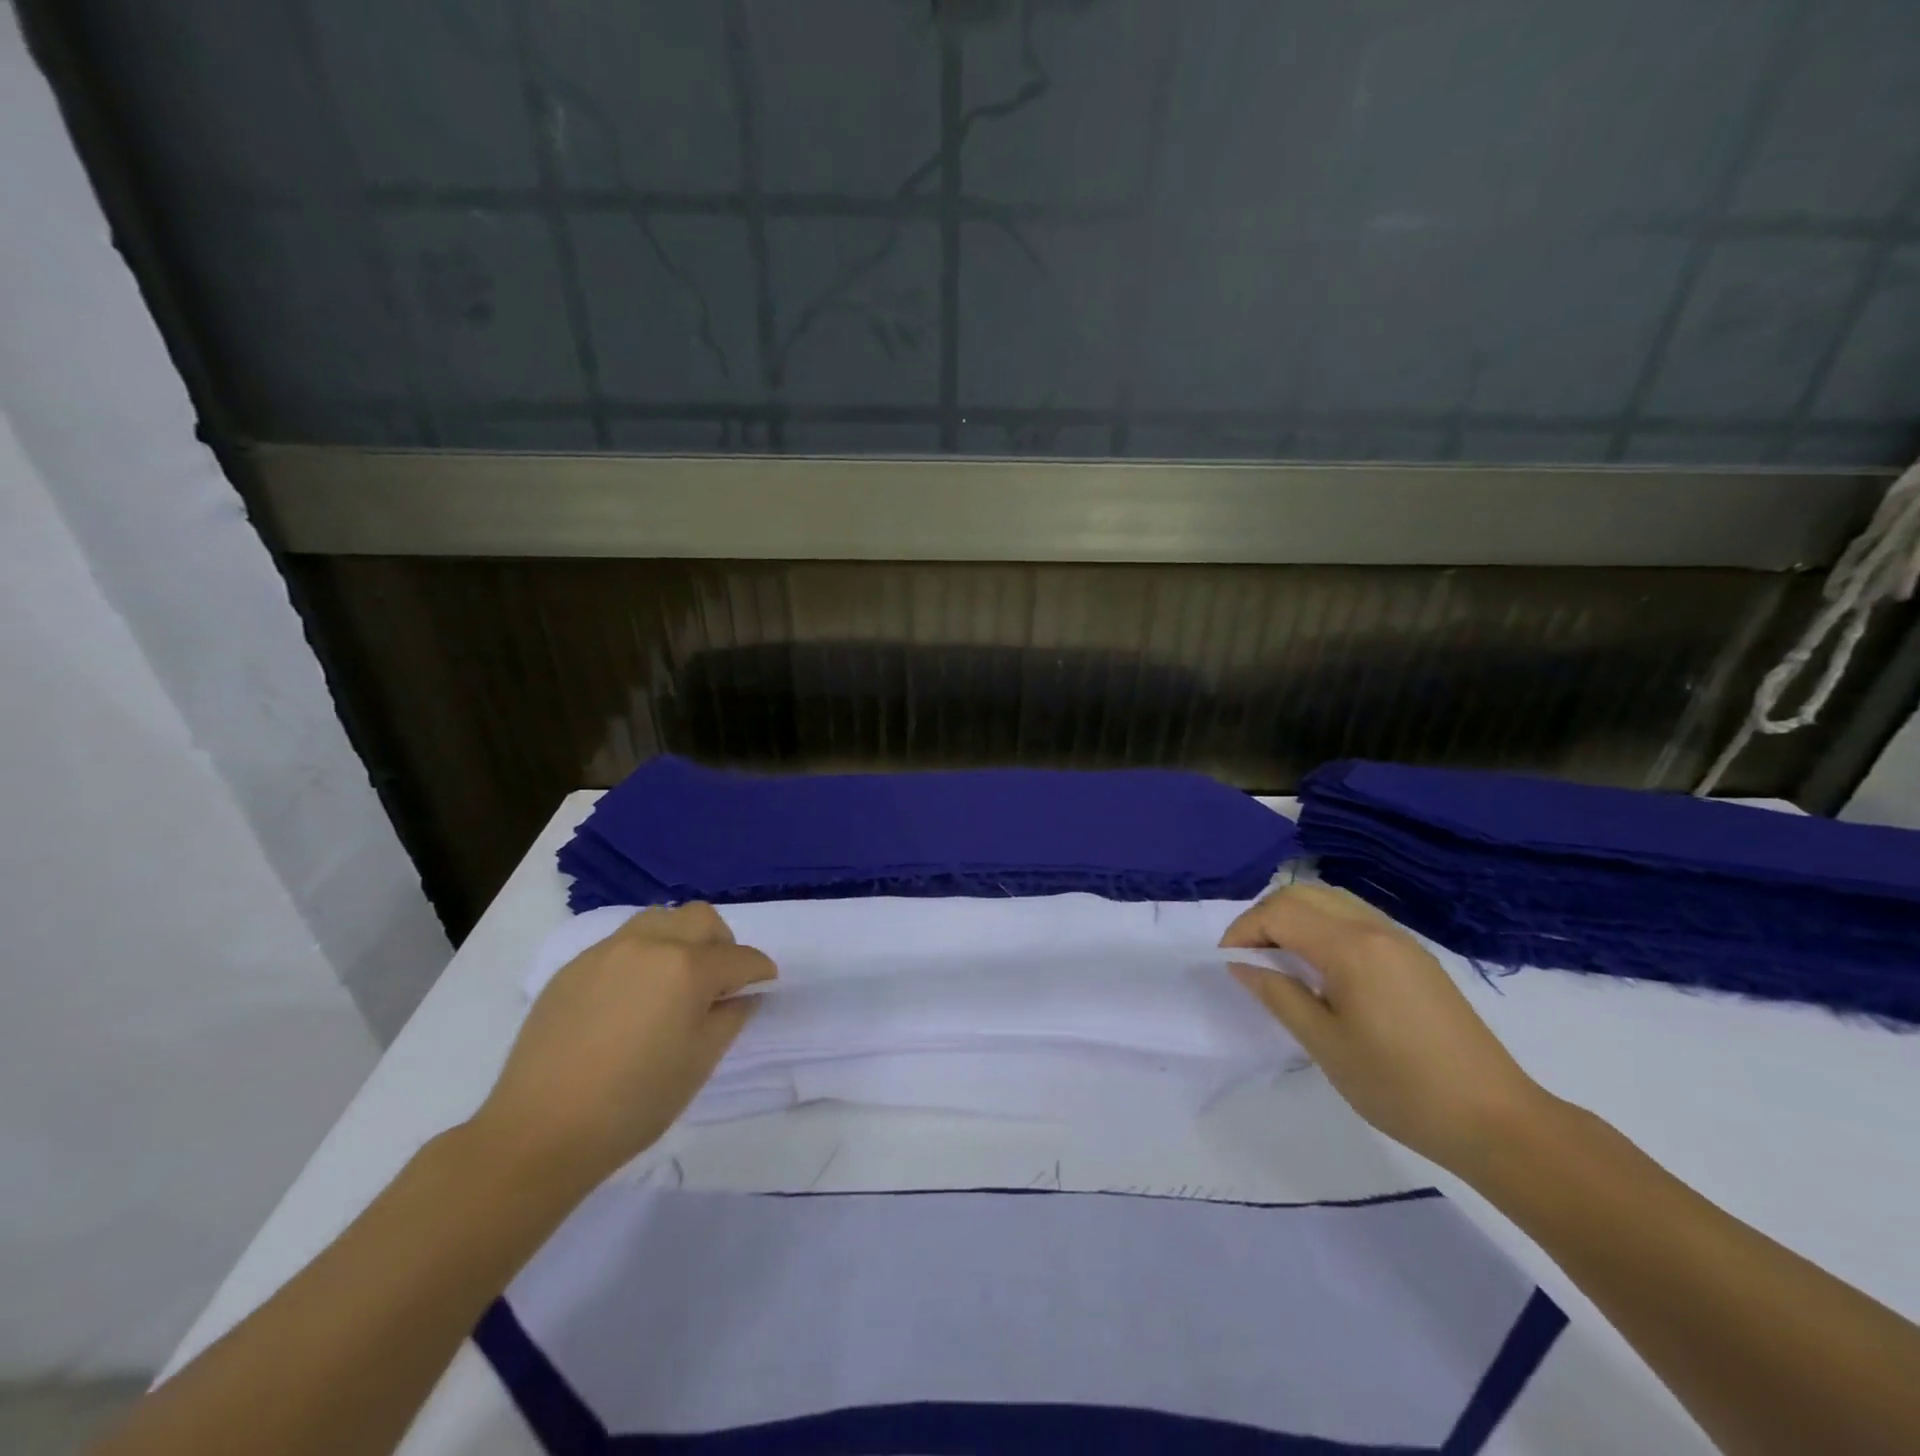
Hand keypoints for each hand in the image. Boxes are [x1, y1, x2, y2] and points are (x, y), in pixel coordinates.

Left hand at [471, 904, 774, 1188]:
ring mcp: (608, 950)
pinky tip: (632, 996)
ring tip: (675, 978)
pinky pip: (623, 942)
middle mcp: (651, 944)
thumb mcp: (700, 1062)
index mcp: (688, 968)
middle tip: (720, 980)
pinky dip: (643, 955)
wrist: (540, 1131)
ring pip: (660, 919)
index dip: (760, 972)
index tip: (764, 986)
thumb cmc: (634, 1103)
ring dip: (681, 938)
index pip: (740, 958)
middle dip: (722, 943)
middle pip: (702, 919)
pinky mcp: (575, 965)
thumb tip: (743, 994)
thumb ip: (731, 1017)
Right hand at [1222, 883, 1549, 1172]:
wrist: (1496, 1121)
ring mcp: (1400, 940)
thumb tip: (1242, 965)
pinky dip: (1323, 926)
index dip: (1244, 931)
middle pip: (1303, 895)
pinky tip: (1320, 966)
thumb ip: (1278, 995)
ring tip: (1278, 958)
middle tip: (1248, 957)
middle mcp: (1375, 929)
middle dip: (1264, 917)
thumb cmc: (1400, 1087)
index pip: (1280, 913)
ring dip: (1294, 917)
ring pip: (1331, 900)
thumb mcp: (1325, 1045)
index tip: (1228, 964)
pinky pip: (1355, 918)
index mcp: (1351, 947)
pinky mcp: (1416, 957)